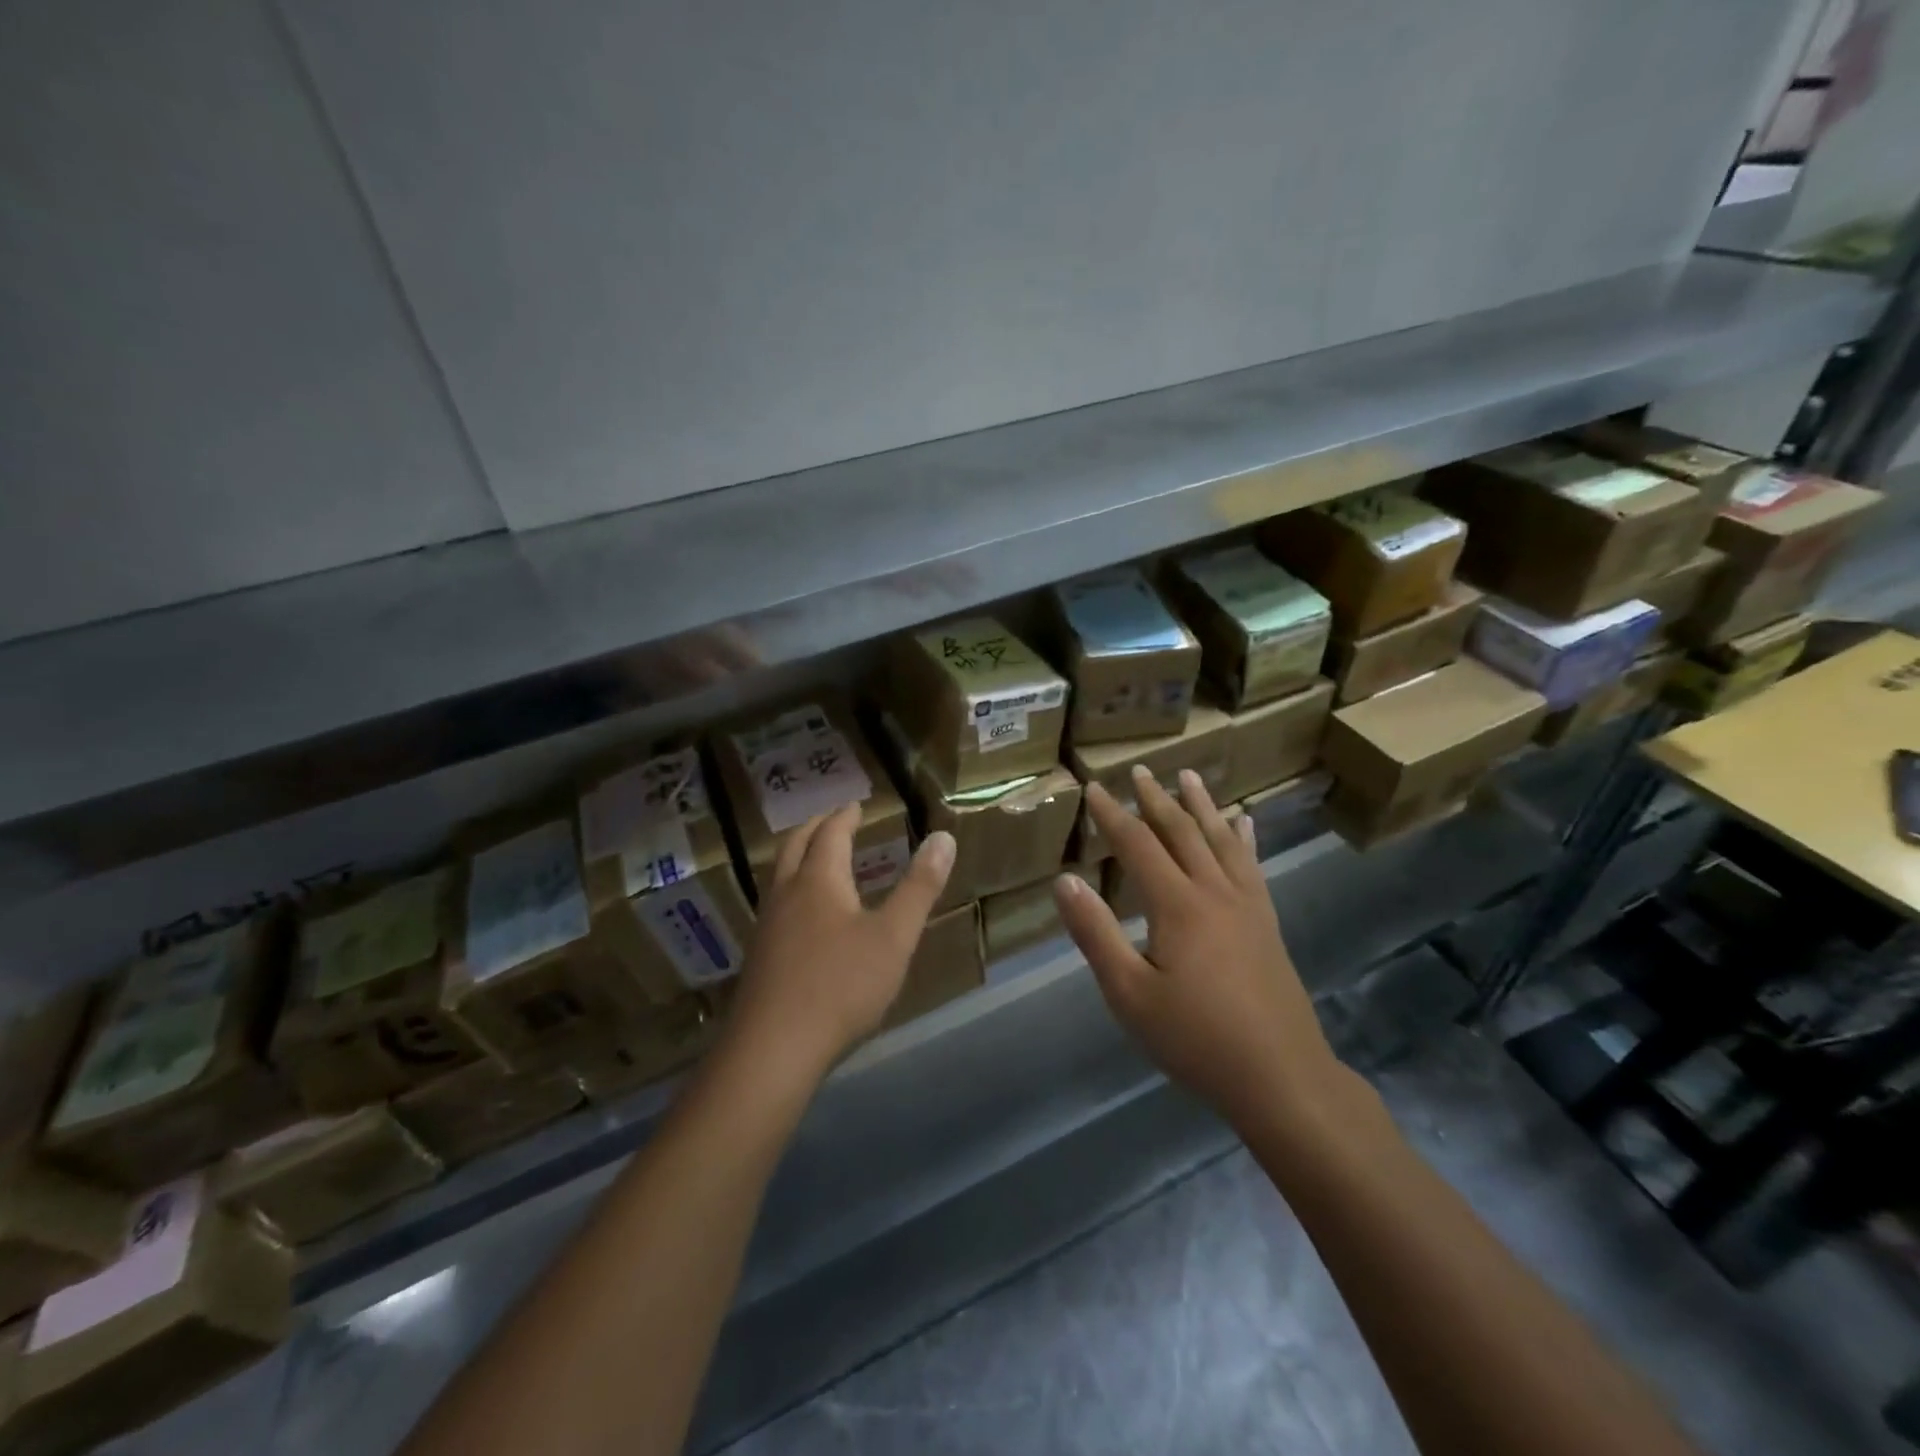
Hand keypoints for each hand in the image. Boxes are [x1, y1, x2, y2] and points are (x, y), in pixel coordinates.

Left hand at [725, 803, 954, 1081]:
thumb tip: (943, 838)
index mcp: (819, 881)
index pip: (830, 834)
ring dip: (798, 857)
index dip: (845, 817)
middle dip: (815, 828)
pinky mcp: (760, 957)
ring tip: (817, 859)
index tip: (855, 805)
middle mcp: (787, 894)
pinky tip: (803, 916)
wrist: (773, 1048)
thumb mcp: (894, 936)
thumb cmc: (841, 985)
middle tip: (831, 819)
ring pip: (779, 875)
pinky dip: (792, 888)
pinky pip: (776, 904)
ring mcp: (767, 926)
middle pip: (795, 846)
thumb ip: (919, 887)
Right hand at [1053, 768, 1342, 1130]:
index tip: (1094, 788)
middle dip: (1156, 799)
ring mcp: (1247, 905)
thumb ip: (1095, 933)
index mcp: (1177, 905)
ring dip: (1201, 805)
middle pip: (1181, 832)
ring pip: (1220, 840)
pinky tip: (1245, 823)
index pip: (1137, 845)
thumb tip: (1065, 880)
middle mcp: (1213, 892)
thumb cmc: (1195, 1039)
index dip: (1113, 815)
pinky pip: (1253, 865)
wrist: (1281, 1077)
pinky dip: (1244, 838)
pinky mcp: (1267, 922)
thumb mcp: (1129, 993)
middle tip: (1140, 770)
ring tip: (1188, 776)